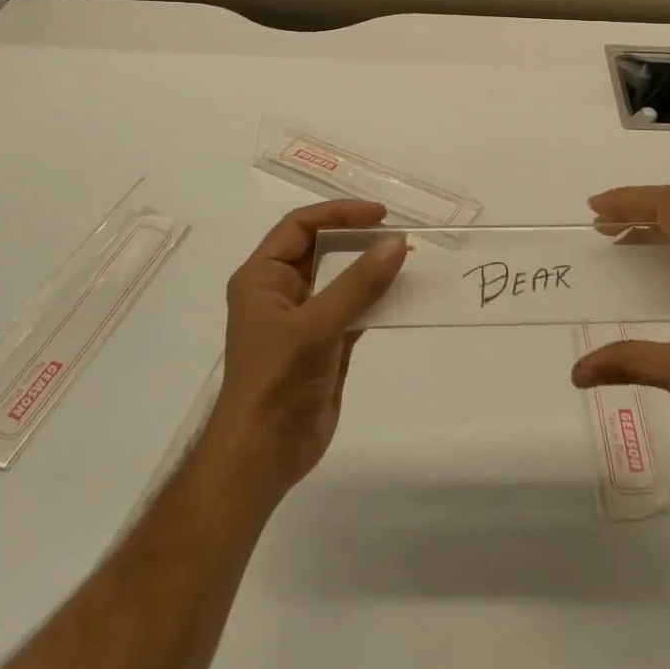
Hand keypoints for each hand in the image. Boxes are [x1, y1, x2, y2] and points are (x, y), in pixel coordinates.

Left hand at [204, 200, 406, 499]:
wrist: (263, 455)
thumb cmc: (277, 381)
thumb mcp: (316, 326)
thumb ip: (358, 284)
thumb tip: (397, 243)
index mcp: (262, 277)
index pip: (300, 226)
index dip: (338, 213)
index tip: (379, 215)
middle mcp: (280, 291)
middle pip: (322, 248)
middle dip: (358, 238)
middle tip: (398, 235)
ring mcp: (303, 318)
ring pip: (340, 278)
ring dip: (371, 268)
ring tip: (407, 259)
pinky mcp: (324, 343)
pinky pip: (353, 308)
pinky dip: (376, 299)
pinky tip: (403, 295)